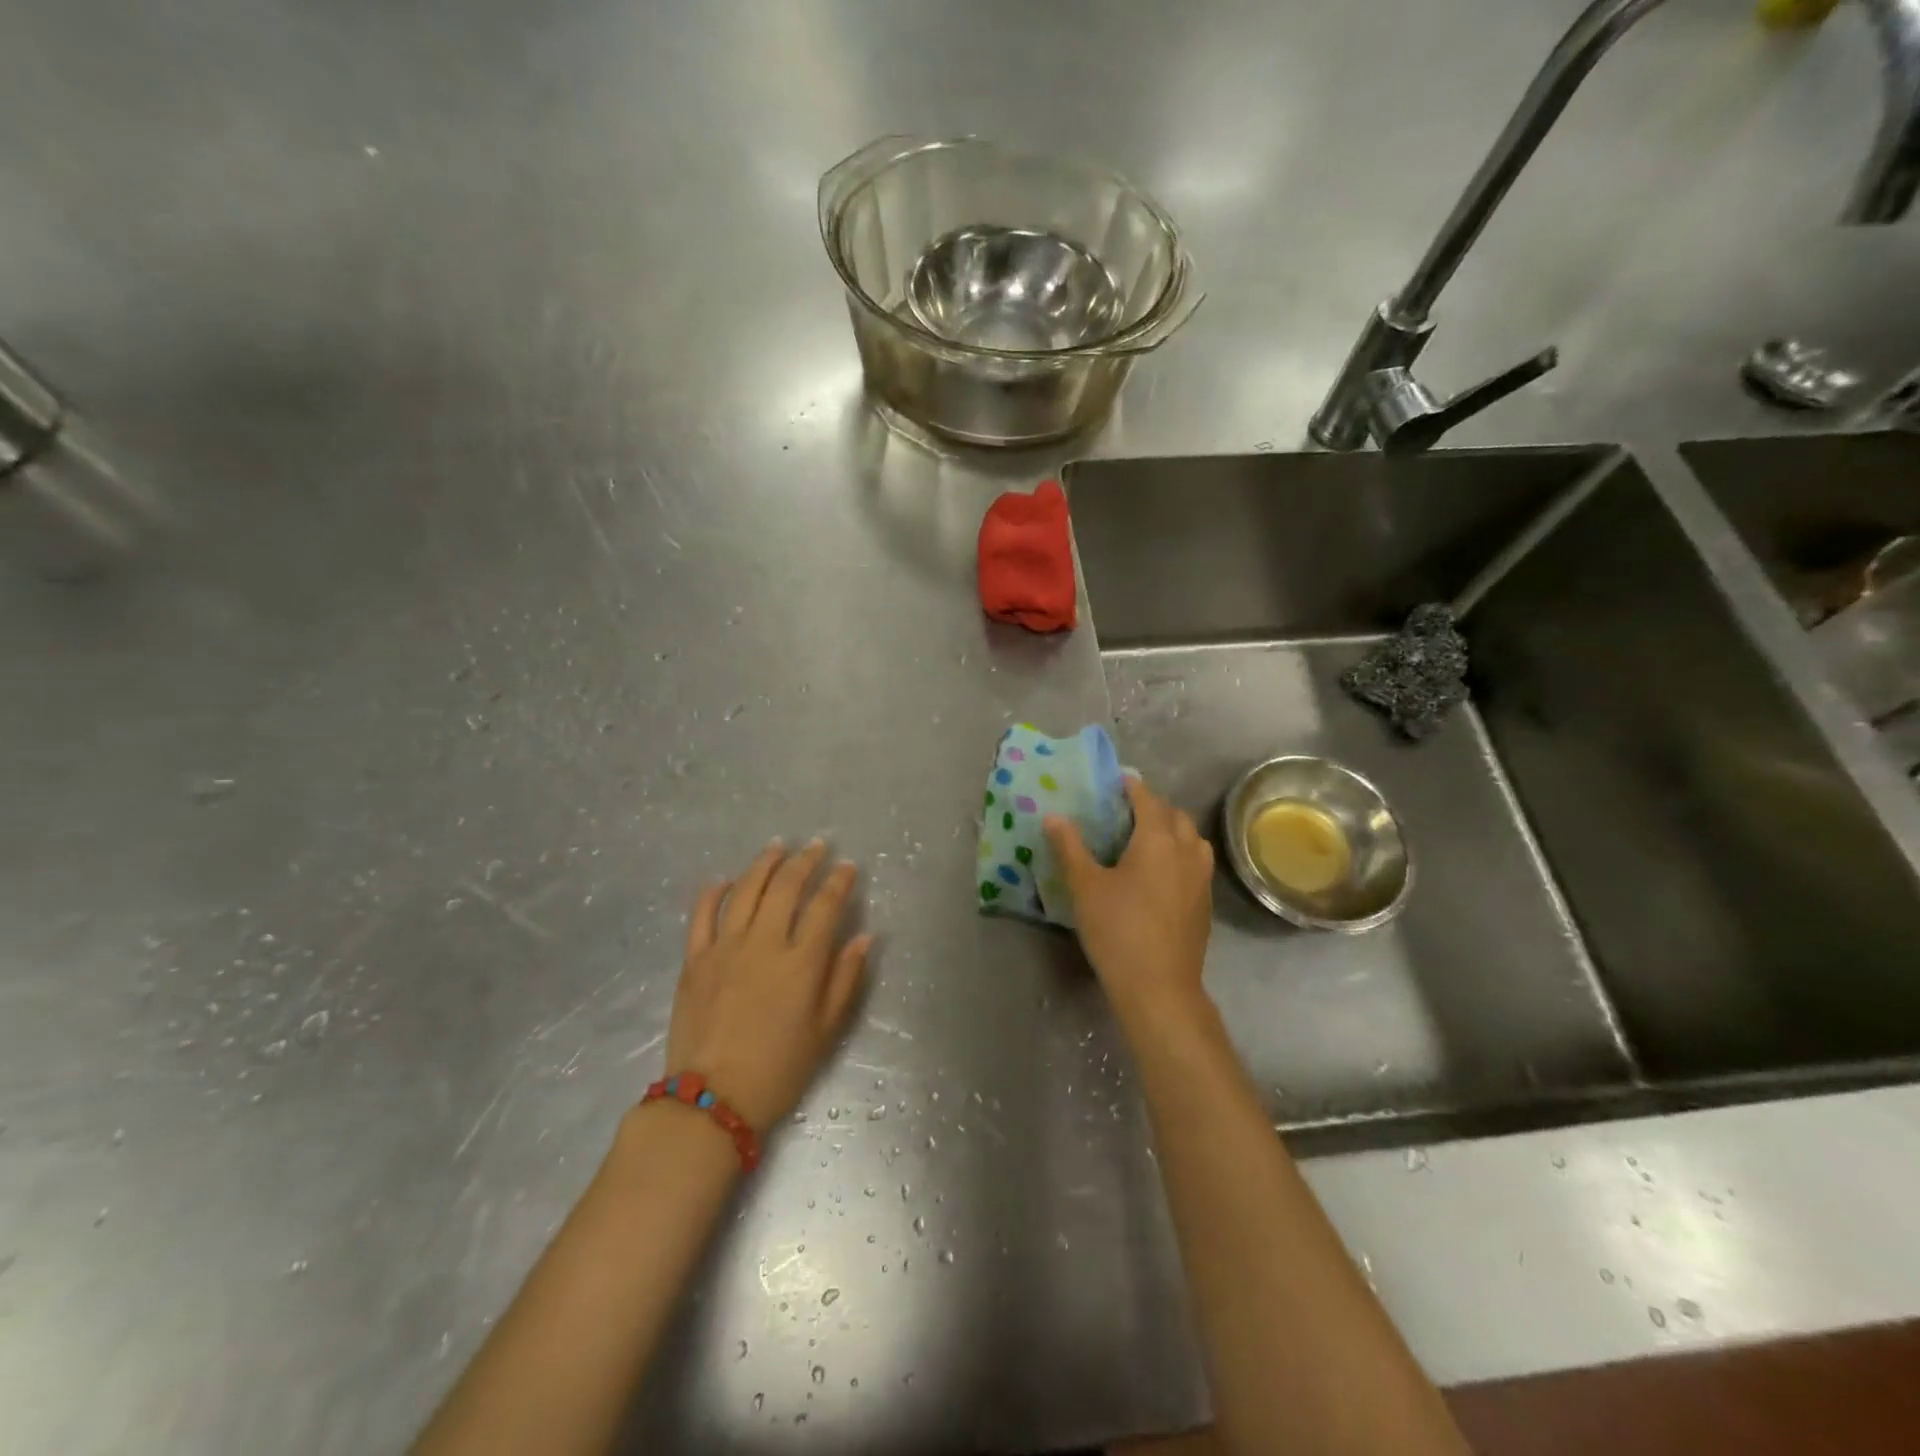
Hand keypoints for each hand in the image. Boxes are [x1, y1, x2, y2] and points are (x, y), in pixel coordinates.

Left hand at [664, 840, 872, 1131]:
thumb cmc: (779, 1068)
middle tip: (817, 846)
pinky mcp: (694, 959)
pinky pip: (702, 914)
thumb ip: (845, 979)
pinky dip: (714, 891)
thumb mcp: (826, 1030)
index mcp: (801, 962)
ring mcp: (725, 947)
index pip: (826, 905)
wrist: (712, 1100)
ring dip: (765, 863)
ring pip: (746, 889)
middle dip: (806, 860)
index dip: (840, 881)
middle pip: (787, 886)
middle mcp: (764, 943)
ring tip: (778, 846)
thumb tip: (864, 937)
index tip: (849, 867)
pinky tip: (725, 878)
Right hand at [1044, 778, 1214, 1017]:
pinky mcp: (1205, 903)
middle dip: (1153, 807)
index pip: (1147, 799)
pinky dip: (1180, 854)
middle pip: (1175, 815)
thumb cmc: (1118, 930)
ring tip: (1145, 840)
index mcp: (1157, 839)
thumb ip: (1070, 847)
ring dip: (1172, 830)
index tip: (1116, 782)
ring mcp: (1201, 878)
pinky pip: (1195, 863)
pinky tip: (1160, 874)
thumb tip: (1053, 816)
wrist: (1159, 988)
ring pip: (1192, 839)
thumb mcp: (1085, 886)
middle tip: (1125, 813)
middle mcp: (1186, 851)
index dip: (1132, 787)